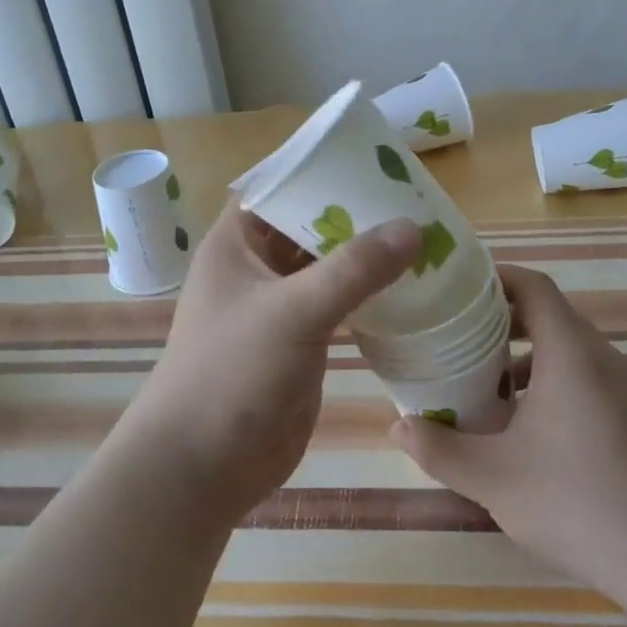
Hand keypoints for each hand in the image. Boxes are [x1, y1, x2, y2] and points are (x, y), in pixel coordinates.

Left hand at [125, 199, 420, 529]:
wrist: (203, 466)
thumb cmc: (232, 373)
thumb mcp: (293, 311)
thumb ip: (353, 269)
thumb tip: (413, 226)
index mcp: (237, 244)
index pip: (280, 188)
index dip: (320, 170)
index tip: (374, 160)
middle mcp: (257, 268)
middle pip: (310, 226)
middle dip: (355, 214)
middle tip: (415, 198)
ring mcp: (280, 307)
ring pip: (328, 267)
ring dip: (367, 256)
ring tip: (423, 235)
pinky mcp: (301, 342)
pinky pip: (339, 305)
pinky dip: (369, 295)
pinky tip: (410, 287)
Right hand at [393, 265, 626, 609]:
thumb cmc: (574, 501)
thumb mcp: (491, 477)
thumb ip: (439, 448)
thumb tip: (397, 426)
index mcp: (570, 352)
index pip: (534, 287)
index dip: (496, 278)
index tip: (457, 288)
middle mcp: (600, 357)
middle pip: (549, 313)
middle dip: (500, 318)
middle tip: (456, 335)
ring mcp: (622, 386)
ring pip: (566, 348)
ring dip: (523, 353)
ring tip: (481, 380)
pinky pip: (583, 375)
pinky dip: (548, 379)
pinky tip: (521, 423)